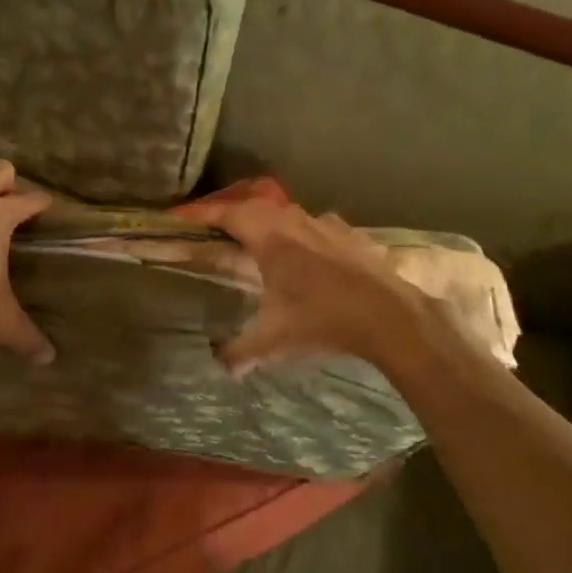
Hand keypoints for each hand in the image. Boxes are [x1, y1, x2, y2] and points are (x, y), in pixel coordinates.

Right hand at [182, 195, 431, 374]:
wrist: (389, 316)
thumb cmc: (324, 320)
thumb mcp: (275, 339)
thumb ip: (240, 351)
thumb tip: (217, 364)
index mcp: (271, 238)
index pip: (229, 214)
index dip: (203, 214)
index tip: (181, 218)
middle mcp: (295, 222)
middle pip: (256, 208)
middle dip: (233, 216)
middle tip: (217, 230)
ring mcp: (326, 225)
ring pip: (287, 214)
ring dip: (268, 222)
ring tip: (258, 241)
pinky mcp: (349, 234)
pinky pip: (315, 225)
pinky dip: (300, 233)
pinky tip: (305, 252)